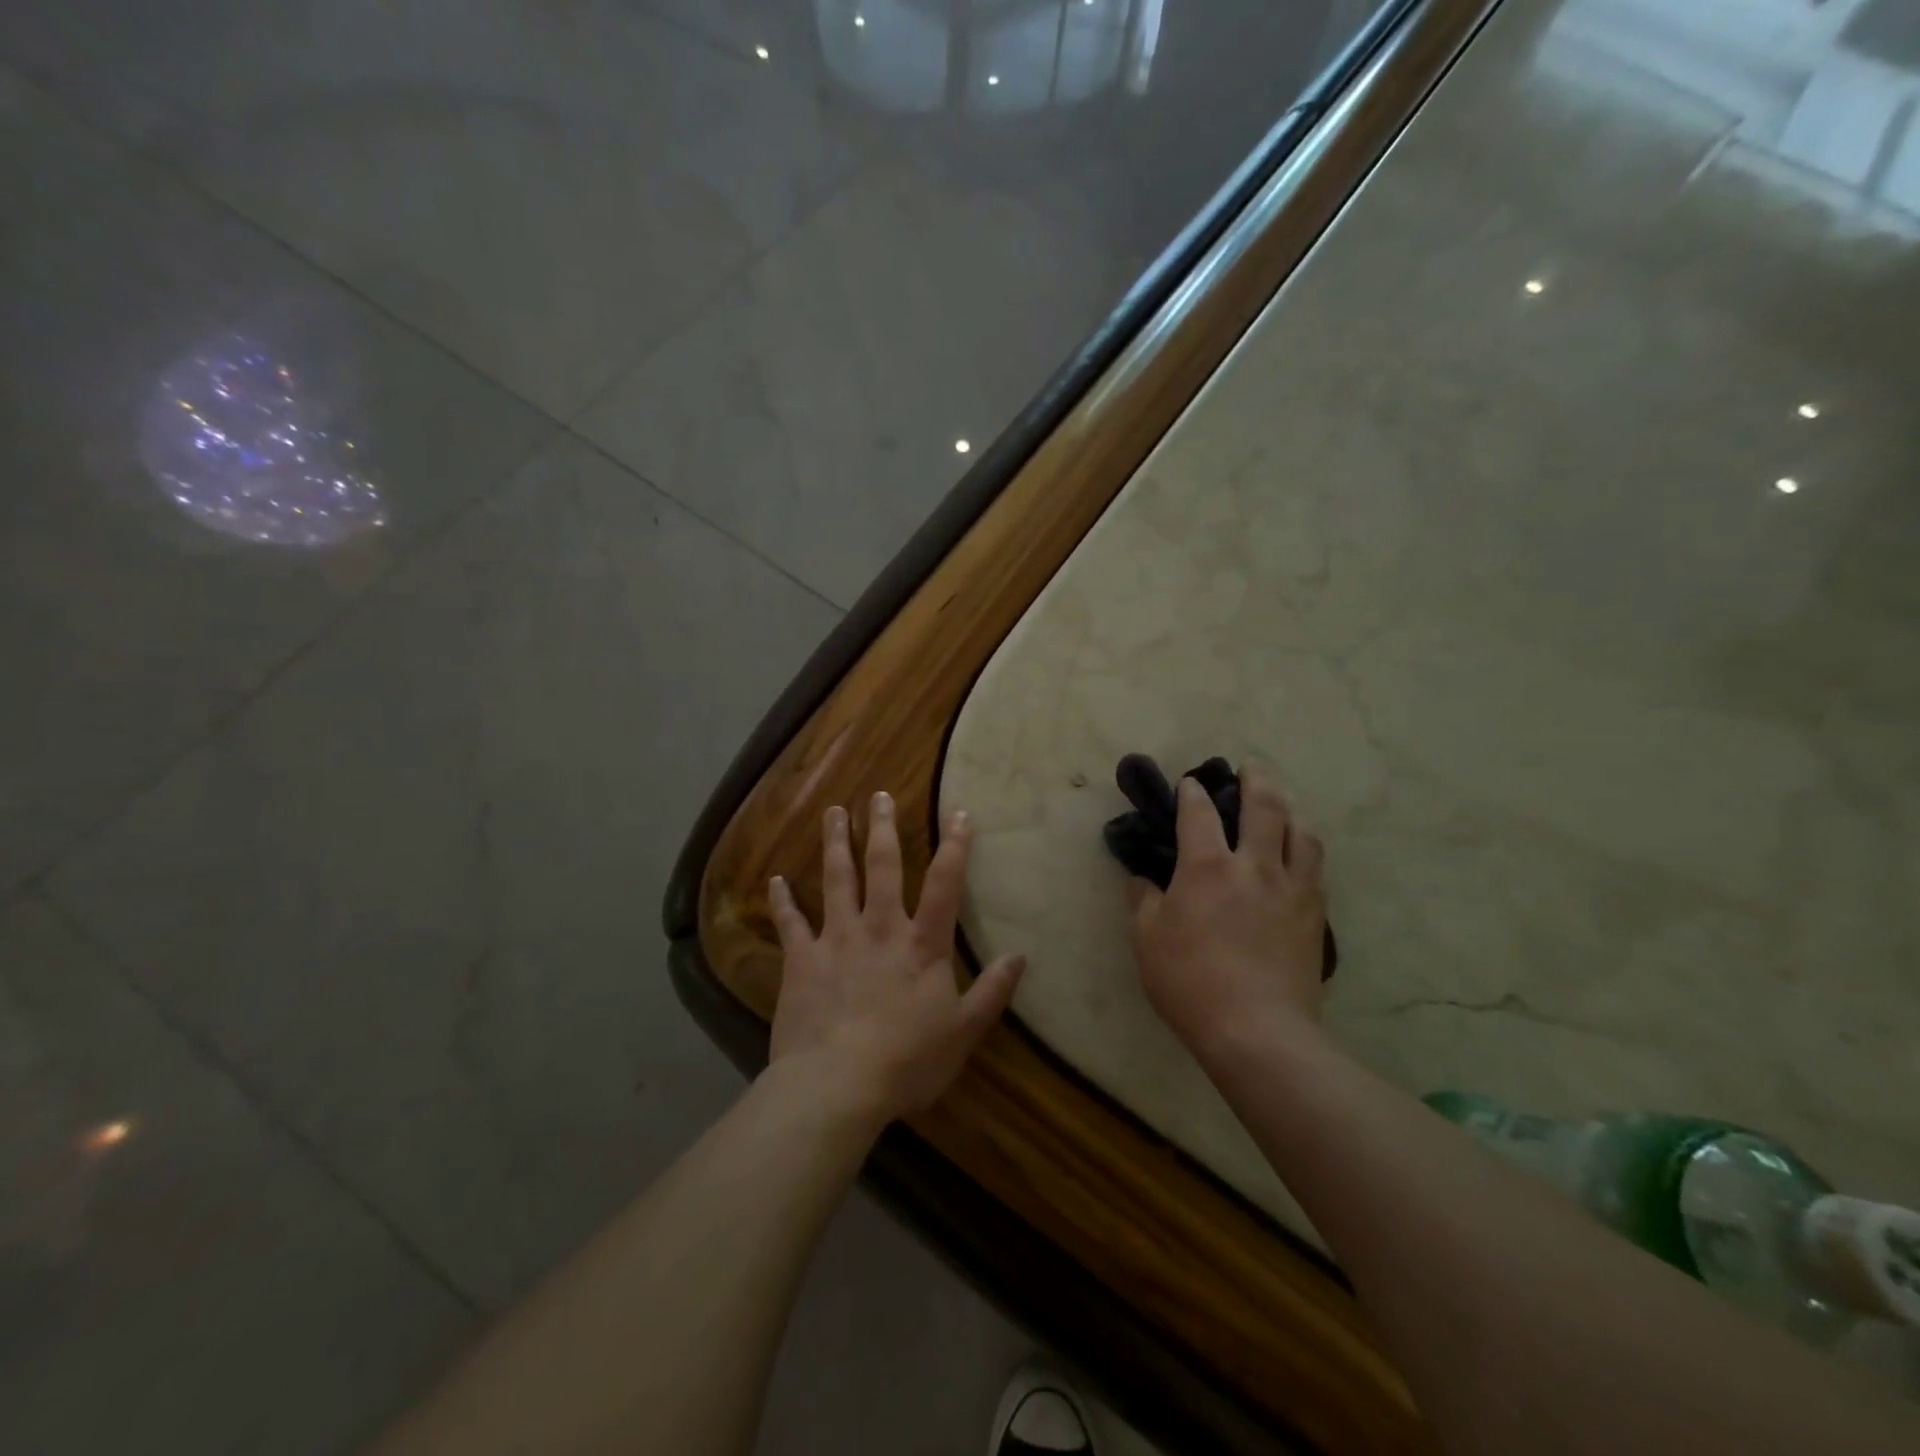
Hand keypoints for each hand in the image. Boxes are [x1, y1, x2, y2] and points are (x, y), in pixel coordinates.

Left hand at [768, 792, 1025, 1126]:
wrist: (836, 1085)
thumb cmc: (907, 1061)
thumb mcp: (963, 1032)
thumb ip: (991, 992)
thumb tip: (1020, 957)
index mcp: (921, 945)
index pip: (944, 885)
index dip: (954, 847)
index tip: (957, 812)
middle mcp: (879, 929)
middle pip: (882, 867)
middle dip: (882, 828)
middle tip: (878, 795)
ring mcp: (836, 940)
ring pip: (836, 880)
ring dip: (835, 844)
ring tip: (833, 813)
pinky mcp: (802, 960)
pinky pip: (790, 923)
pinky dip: (783, 901)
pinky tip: (775, 880)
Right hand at [1129, 768, 1327, 1059]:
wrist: (1258, 1030)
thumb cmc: (1191, 982)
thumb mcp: (1147, 940)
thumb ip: (1143, 900)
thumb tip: (1142, 879)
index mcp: (1207, 867)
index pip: (1199, 812)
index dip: (1192, 792)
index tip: (1190, 783)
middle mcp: (1254, 865)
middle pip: (1264, 806)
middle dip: (1256, 779)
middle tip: (1250, 767)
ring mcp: (1291, 888)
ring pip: (1301, 832)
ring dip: (1291, 808)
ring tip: (1283, 803)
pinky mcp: (1315, 914)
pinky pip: (1316, 866)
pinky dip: (1306, 846)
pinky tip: (1301, 851)